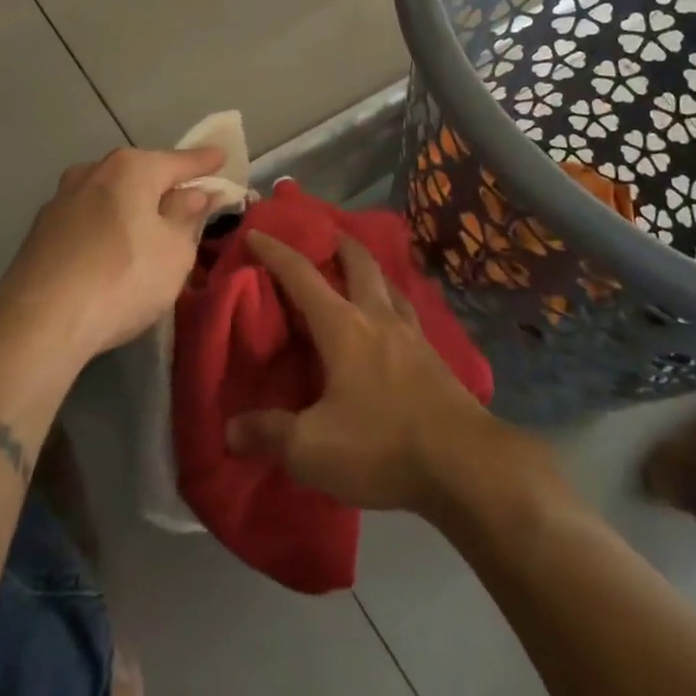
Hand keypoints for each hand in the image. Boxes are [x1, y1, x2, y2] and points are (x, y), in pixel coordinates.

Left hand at [0, 146, 224, 358]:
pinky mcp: (41, 230)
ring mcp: (61, 199)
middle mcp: (93, 171)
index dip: (204, 162)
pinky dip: (106, 226)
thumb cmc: (123, 278)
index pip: (179, 161)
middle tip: (188, 200)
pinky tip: (111, 250)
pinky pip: (88, 218)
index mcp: (131, 168)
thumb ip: (188, 216)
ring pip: (110, 195)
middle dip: (164, 185)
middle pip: (140, 173)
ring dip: (131, 206)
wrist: (38, 321)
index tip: (221, 156)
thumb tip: (196, 194)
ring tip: (148, 229)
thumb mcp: (174, 251)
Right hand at [225, 230, 502, 513]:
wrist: (464, 463)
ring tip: (361, 273)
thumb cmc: (381, 444)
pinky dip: (394, 303)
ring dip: (371, 270)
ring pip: (390, 284)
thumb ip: (269, 434)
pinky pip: (409, 314)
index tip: (257, 232)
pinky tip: (394, 323)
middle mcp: (379, 318)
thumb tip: (231, 429)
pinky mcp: (436, 359)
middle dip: (340, 244)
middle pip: (360, 263)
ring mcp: (413, 335)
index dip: (276, 252)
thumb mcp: (312, 448)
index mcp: (343, 327)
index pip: (302, 276)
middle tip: (327, 235)